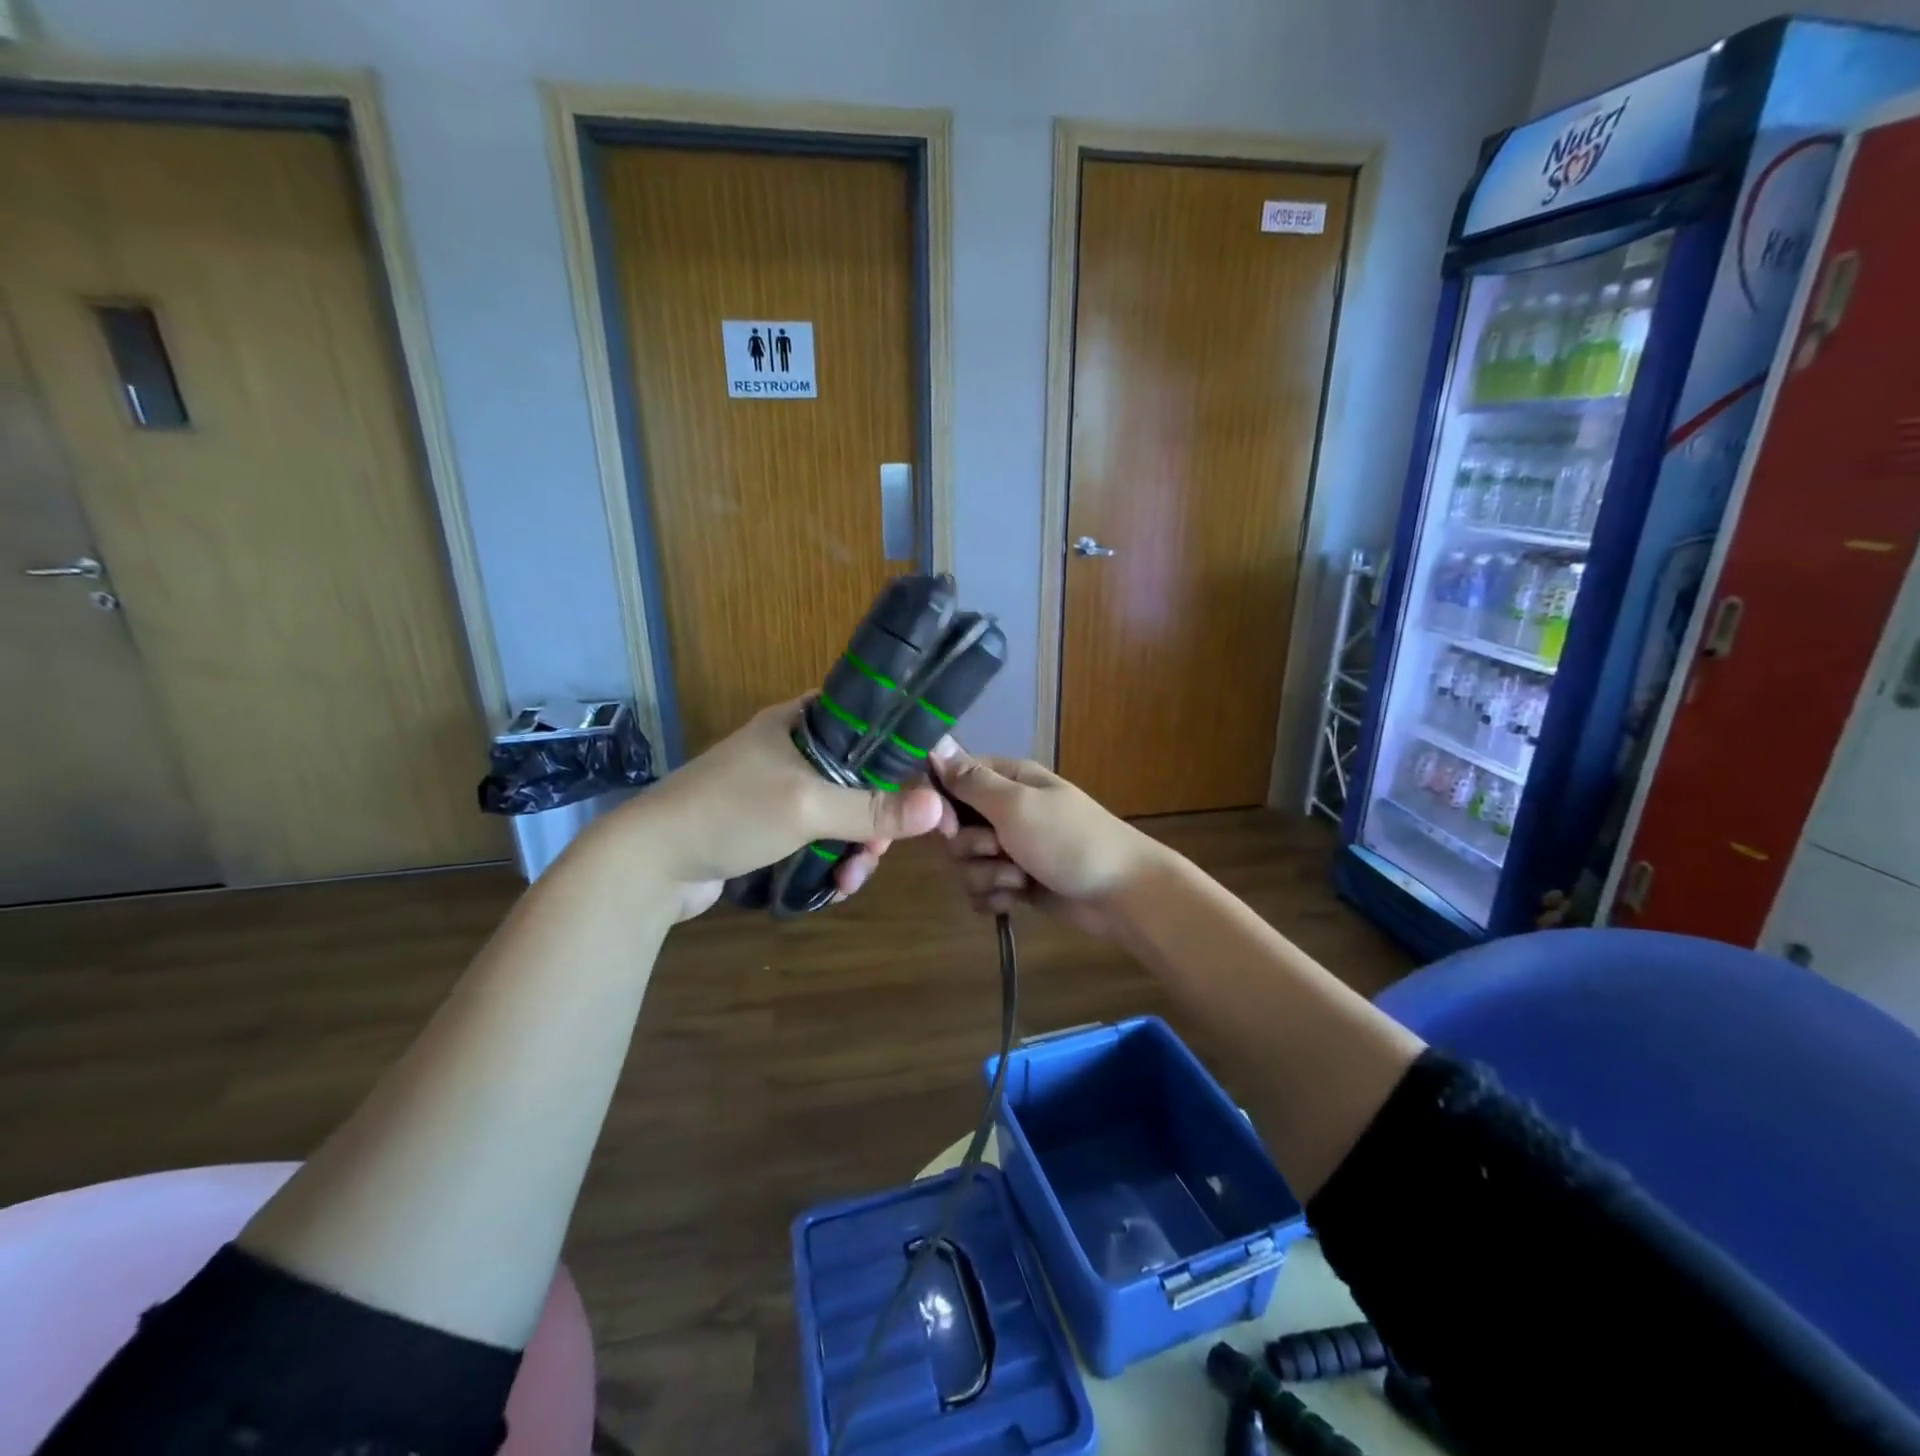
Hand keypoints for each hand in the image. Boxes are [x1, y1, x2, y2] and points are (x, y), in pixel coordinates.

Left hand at [612, 698, 944, 919]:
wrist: (649, 863)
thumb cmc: (731, 813)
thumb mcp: (808, 806)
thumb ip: (873, 808)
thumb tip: (939, 807)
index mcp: (801, 722)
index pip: (869, 721)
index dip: (901, 752)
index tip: (925, 789)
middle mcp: (794, 748)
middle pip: (861, 775)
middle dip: (876, 819)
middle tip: (877, 851)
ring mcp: (781, 788)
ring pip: (842, 812)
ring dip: (856, 847)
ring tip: (851, 879)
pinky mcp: (771, 825)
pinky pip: (819, 836)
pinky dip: (832, 858)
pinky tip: (834, 886)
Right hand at [931, 744, 1166, 937]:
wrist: (1120, 894)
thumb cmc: (1069, 840)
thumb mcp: (1016, 804)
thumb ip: (971, 781)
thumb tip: (934, 745)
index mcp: (1008, 780)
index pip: (953, 780)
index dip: (943, 805)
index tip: (950, 825)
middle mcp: (1006, 810)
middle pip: (955, 828)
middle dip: (970, 848)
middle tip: (998, 850)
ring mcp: (1011, 848)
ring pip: (966, 863)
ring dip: (986, 877)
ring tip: (1017, 881)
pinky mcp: (1016, 883)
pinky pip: (982, 889)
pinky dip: (994, 898)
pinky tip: (1014, 901)